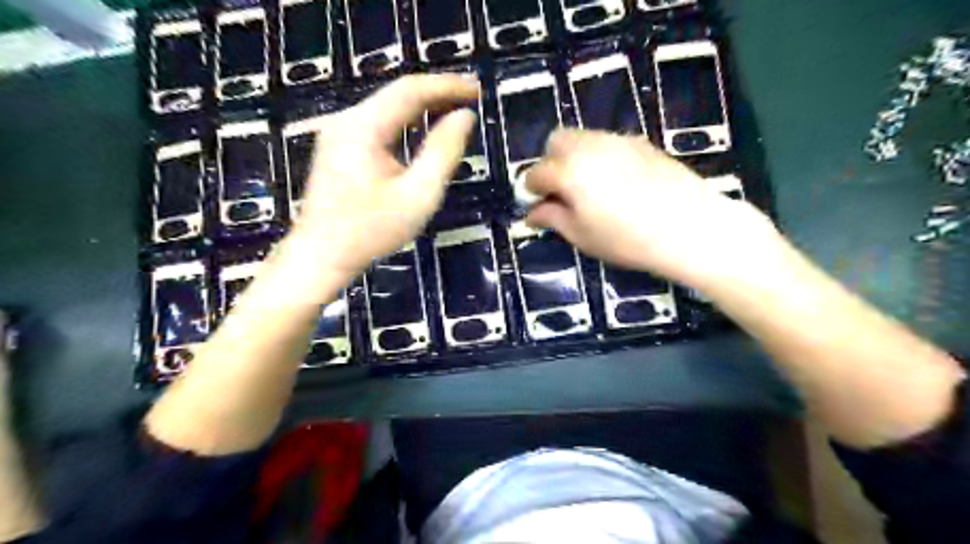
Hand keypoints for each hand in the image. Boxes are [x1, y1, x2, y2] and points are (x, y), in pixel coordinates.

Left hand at [294, 72, 478, 275]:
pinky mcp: (339, 146)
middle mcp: (347, 120)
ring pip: (388, 108)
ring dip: (423, 107)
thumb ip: (443, 153)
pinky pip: (379, 124)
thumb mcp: (418, 196)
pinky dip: (406, 122)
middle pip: (398, 95)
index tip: (478, 89)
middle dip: (437, 94)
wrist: (321, 255)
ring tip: (455, 110)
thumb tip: (464, 118)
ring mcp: (339, 132)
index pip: (411, 90)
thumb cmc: (370, 231)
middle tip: (472, 98)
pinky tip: (424, 130)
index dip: (448, 86)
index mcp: (363, 127)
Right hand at [524, 130, 778, 289]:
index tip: (540, 206)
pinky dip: (600, 156)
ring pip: (582, 137)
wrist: (689, 226)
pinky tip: (617, 182)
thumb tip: (532, 214)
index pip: (536, 173)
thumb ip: (552, 218)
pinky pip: (608, 142)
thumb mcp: (582, 235)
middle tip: (563, 191)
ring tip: (590, 187)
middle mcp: (589, 146)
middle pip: (556, 141)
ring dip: (575, 157)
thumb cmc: (627, 239)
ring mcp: (617, 140)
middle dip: (551, 162)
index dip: (533, 191)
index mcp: (568, 171)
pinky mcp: (641, 142)